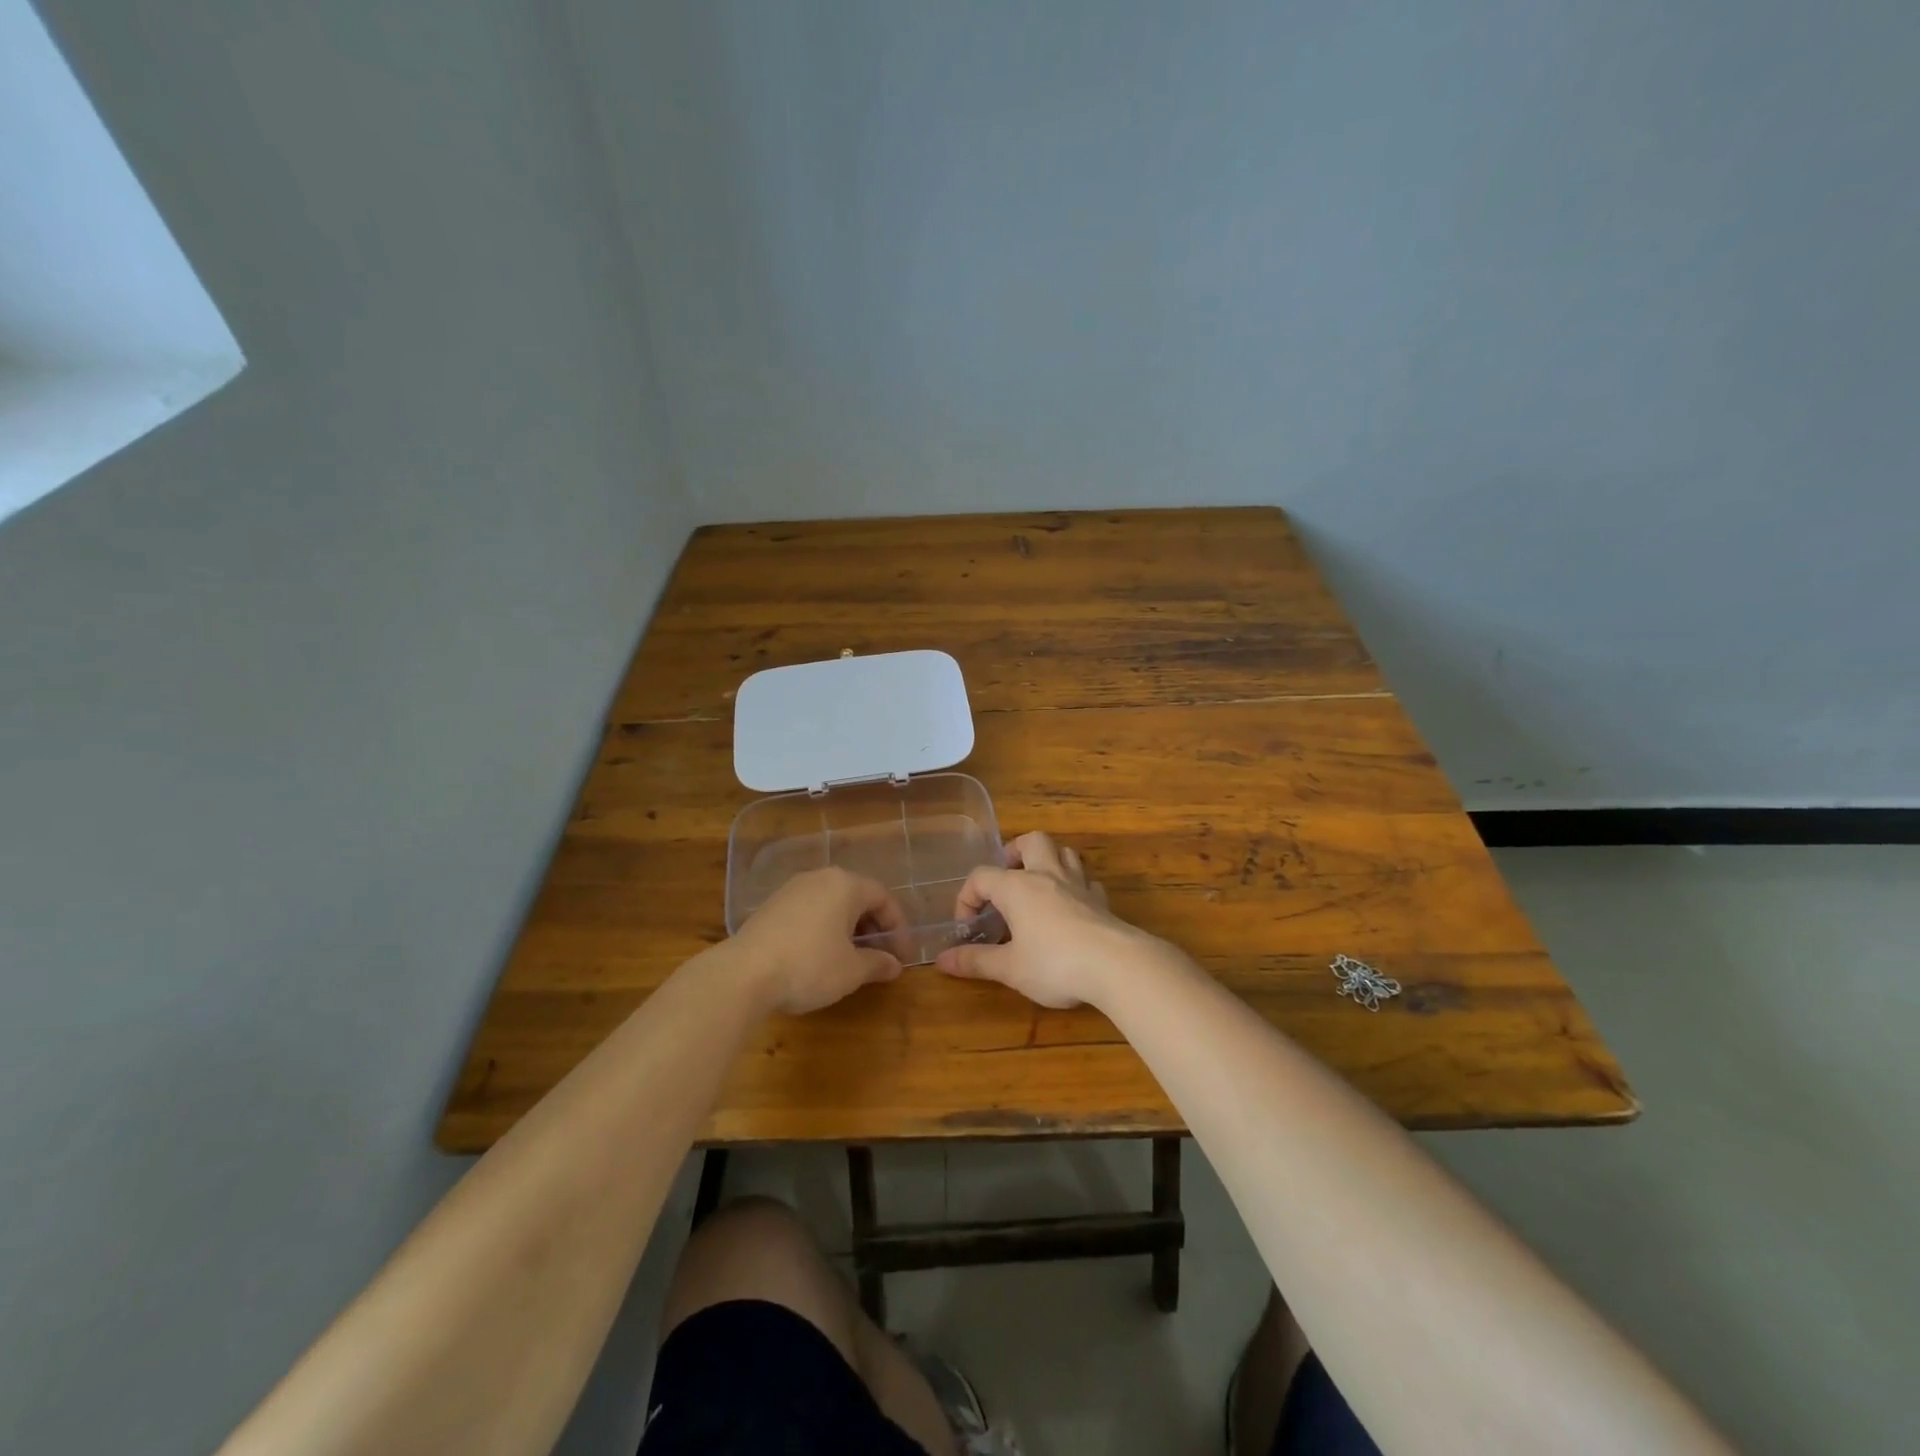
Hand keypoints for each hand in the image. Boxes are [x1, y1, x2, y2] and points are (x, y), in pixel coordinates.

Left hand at [725, 867, 905, 1014]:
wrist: (743, 974)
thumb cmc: (809, 966)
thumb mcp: (851, 970)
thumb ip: (877, 963)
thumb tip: (895, 965)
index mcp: (845, 885)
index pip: (883, 898)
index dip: (899, 927)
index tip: (904, 955)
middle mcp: (820, 878)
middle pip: (857, 897)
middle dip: (874, 927)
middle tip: (882, 956)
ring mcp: (792, 889)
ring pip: (832, 904)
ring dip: (849, 928)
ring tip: (854, 958)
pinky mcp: (771, 906)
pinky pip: (811, 911)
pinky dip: (825, 929)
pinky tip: (822, 955)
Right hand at [935, 831, 1164, 1007]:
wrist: (1116, 965)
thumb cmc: (1054, 964)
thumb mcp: (1010, 968)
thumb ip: (976, 961)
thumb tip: (941, 961)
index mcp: (1017, 887)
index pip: (981, 877)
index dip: (967, 897)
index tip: (967, 925)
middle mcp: (1047, 876)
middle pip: (1032, 841)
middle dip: (1015, 853)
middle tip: (1007, 878)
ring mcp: (1079, 885)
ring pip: (1065, 853)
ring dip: (1049, 862)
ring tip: (1038, 886)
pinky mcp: (1102, 901)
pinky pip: (1087, 881)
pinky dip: (1076, 887)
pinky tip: (1071, 907)